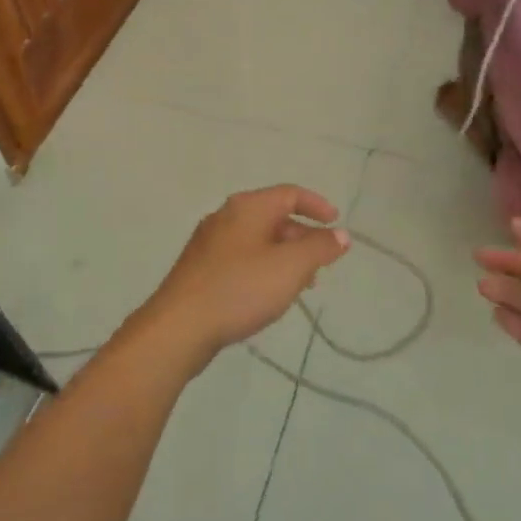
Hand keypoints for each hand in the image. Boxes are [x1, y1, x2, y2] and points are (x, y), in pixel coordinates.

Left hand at [135, 186, 350, 372]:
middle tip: (322, 264)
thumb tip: (341, 235)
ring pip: (257, 239)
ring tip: (301, 285)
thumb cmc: (240, 289)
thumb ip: (319, 248)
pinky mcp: (200, 268)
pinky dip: (263, 267)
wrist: (179, 326)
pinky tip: (268, 295)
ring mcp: (209, 242)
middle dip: (302, 237)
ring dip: (284, 256)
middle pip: (273, 216)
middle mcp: (226, 216)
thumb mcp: (290, 268)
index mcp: (247, 207)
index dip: (317, 206)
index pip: (290, 194)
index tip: (337, 224)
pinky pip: (241, 257)